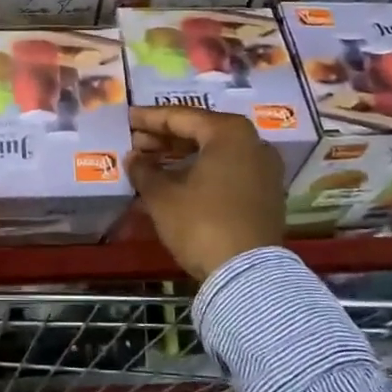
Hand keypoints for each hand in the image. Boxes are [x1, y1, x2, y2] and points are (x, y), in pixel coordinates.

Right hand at [125, 106, 284, 282]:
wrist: (246, 275)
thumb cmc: (201, 223)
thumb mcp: (162, 196)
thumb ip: (144, 170)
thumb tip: (133, 158)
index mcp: (229, 132)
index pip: (181, 117)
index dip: (149, 118)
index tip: (126, 118)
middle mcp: (253, 143)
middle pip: (200, 133)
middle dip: (164, 139)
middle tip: (134, 143)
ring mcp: (263, 170)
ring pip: (213, 154)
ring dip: (179, 158)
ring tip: (148, 164)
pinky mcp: (265, 195)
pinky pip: (225, 173)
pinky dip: (198, 174)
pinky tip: (172, 184)